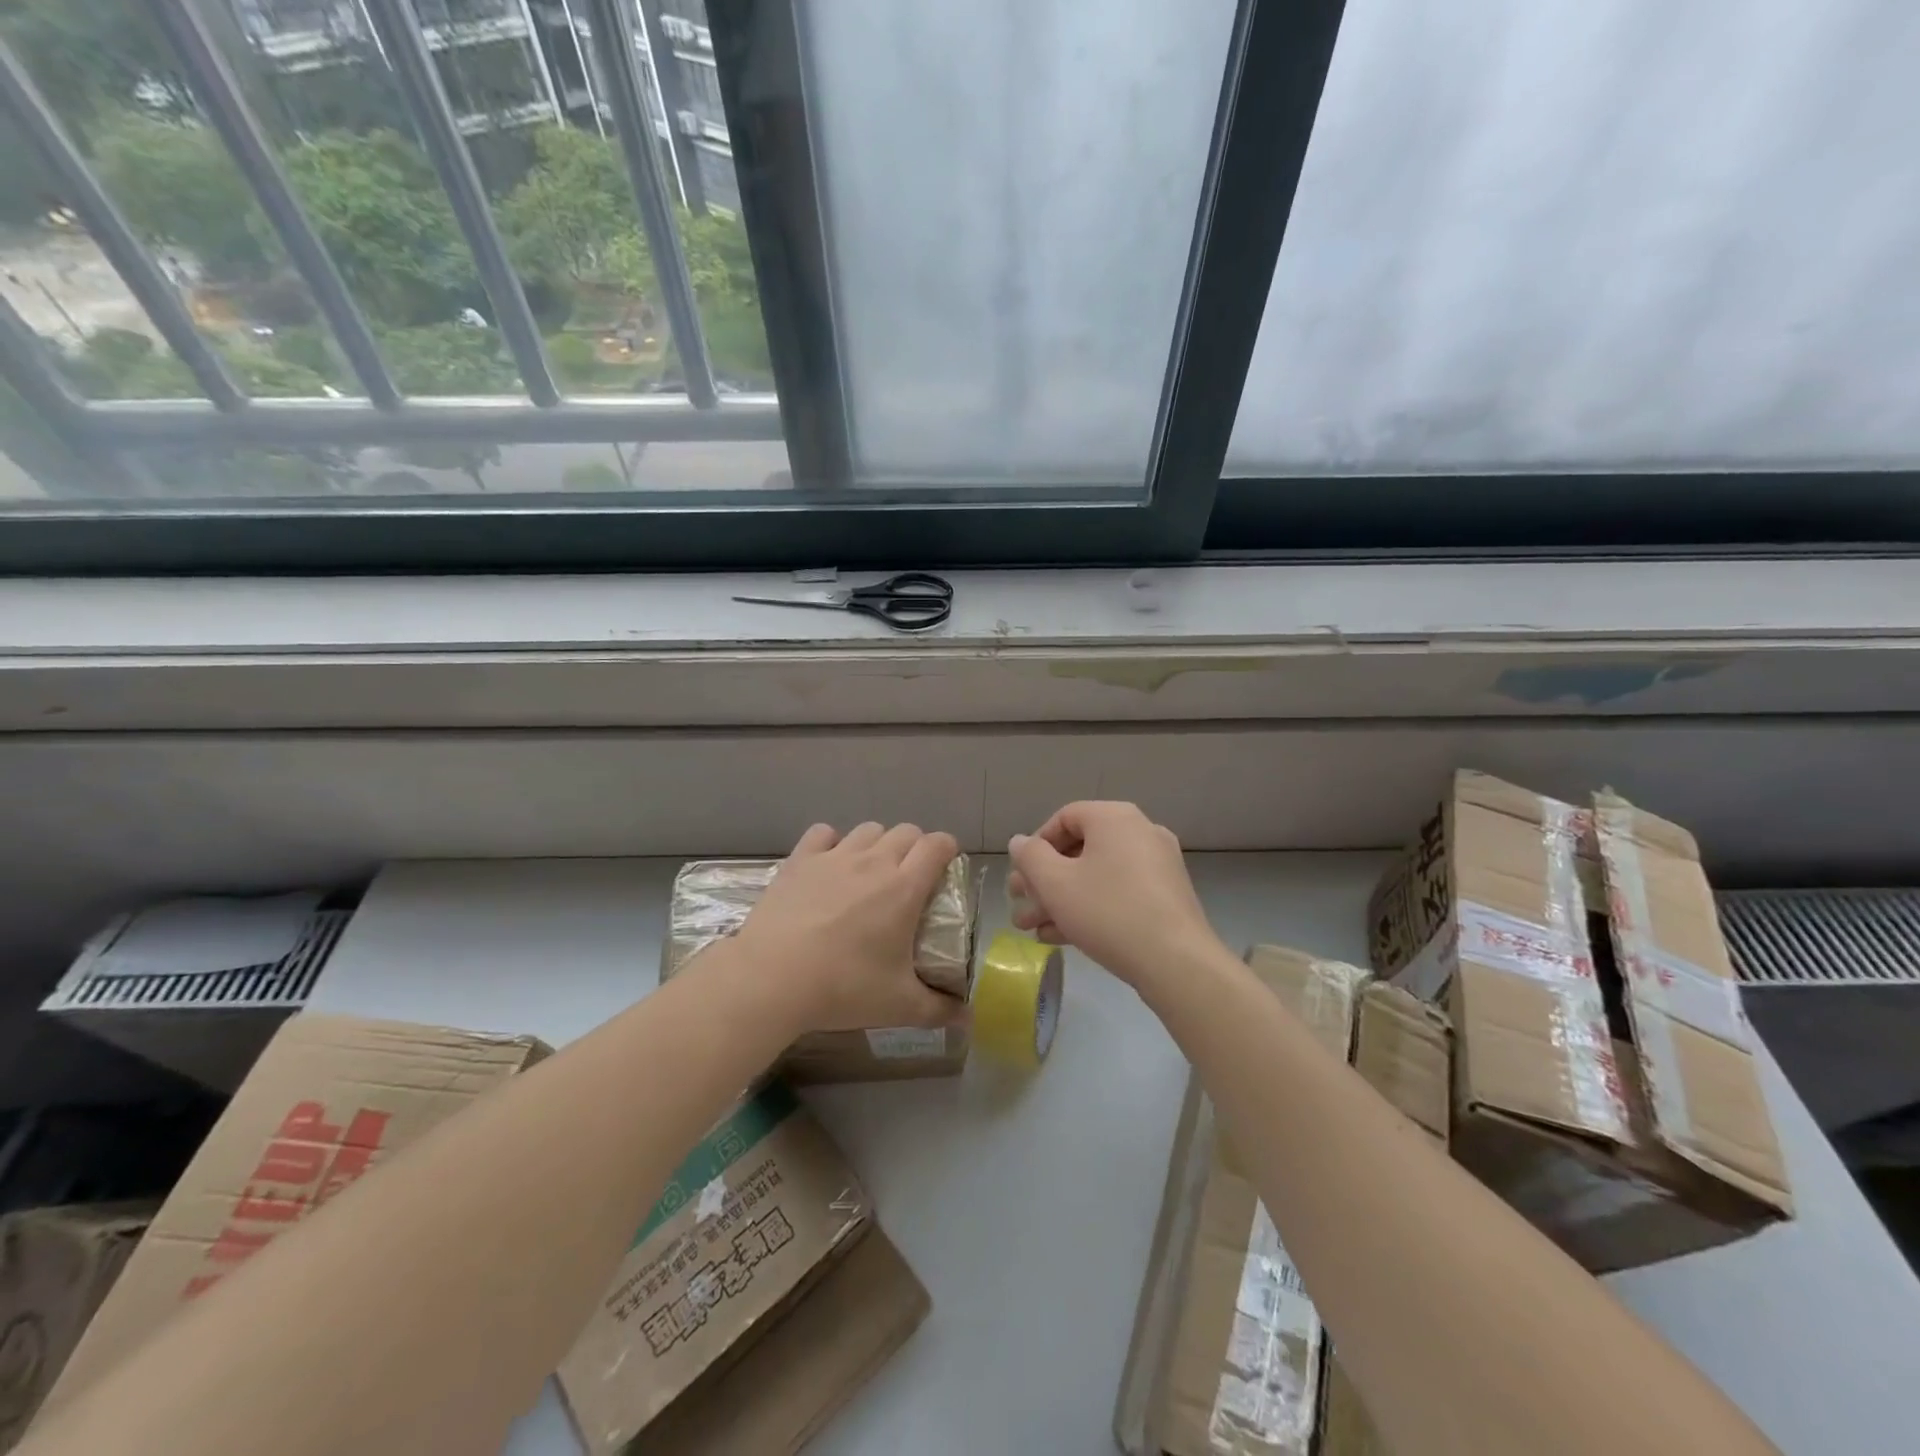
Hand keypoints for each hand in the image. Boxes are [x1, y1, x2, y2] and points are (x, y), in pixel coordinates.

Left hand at [732, 821, 967, 1033]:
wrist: (772, 978)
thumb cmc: (843, 987)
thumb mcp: (899, 1006)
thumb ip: (939, 1010)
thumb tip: (968, 1019)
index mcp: (904, 887)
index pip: (937, 845)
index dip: (947, 850)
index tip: (945, 870)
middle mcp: (873, 861)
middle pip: (906, 832)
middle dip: (915, 847)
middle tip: (910, 879)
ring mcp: (834, 856)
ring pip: (868, 830)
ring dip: (877, 843)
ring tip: (870, 871)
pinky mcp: (800, 860)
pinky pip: (823, 833)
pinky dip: (832, 842)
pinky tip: (830, 864)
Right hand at [1008, 801, 1220, 986]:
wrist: (1176, 962)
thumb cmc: (1108, 912)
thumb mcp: (1055, 883)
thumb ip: (1030, 857)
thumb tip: (1020, 842)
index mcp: (1114, 817)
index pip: (1064, 818)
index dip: (1035, 846)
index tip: (1021, 876)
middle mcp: (1139, 832)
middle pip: (1079, 849)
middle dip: (1043, 880)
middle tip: (1019, 903)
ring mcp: (1157, 865)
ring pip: (1096, 876)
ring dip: (1061, 899)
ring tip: (1032, 928)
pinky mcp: (1165, 897)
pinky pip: (1118, 893)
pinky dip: (1090, 908)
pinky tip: (1060, 937)